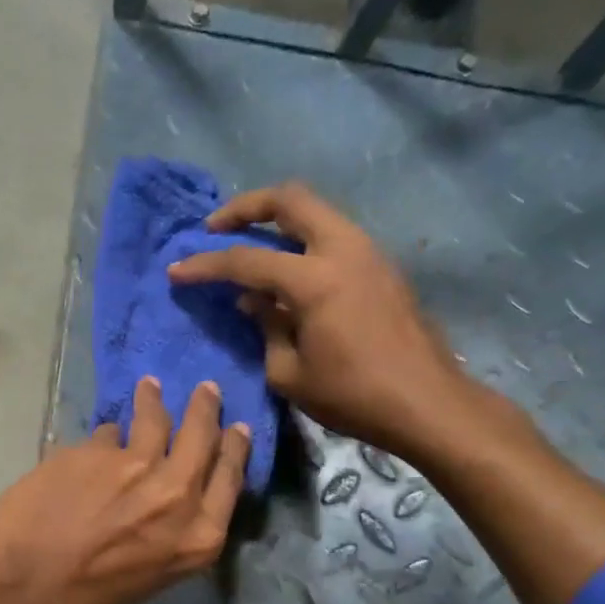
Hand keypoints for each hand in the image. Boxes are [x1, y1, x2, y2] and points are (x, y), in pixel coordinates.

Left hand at [0, 377, 250, 603]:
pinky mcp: (91, 450)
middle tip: (206, 389)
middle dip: (205, 409)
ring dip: (153, 401)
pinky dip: (103, 439)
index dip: (234, 449)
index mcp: (197, 538)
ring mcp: (132, 466)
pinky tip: (93, 443)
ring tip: (149, 388)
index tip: (238, 429)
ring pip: (153, 420)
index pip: (230, 478)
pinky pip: (104, 435)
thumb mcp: (147, 579)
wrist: (18, 590)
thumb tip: (157, 499)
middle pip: (201, 437)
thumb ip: (164, 534)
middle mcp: (175, 494)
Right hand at [167, 182, 480, 459]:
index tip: (176, 270)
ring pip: (317, 213)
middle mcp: (343, 250)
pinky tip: (287, 275)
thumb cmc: (353, 396)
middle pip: (290, 199)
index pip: (246, 261)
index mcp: (315, 279)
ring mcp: (369, 254)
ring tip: (250, 247)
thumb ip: (266, 327)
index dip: (205, 265)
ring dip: (278, 222)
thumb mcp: (289, 372)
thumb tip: (254, 300)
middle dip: (246, 206)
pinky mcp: (382, 268)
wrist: (428, 404)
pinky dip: (303, 242)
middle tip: (216, 226)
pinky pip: (333, 237)